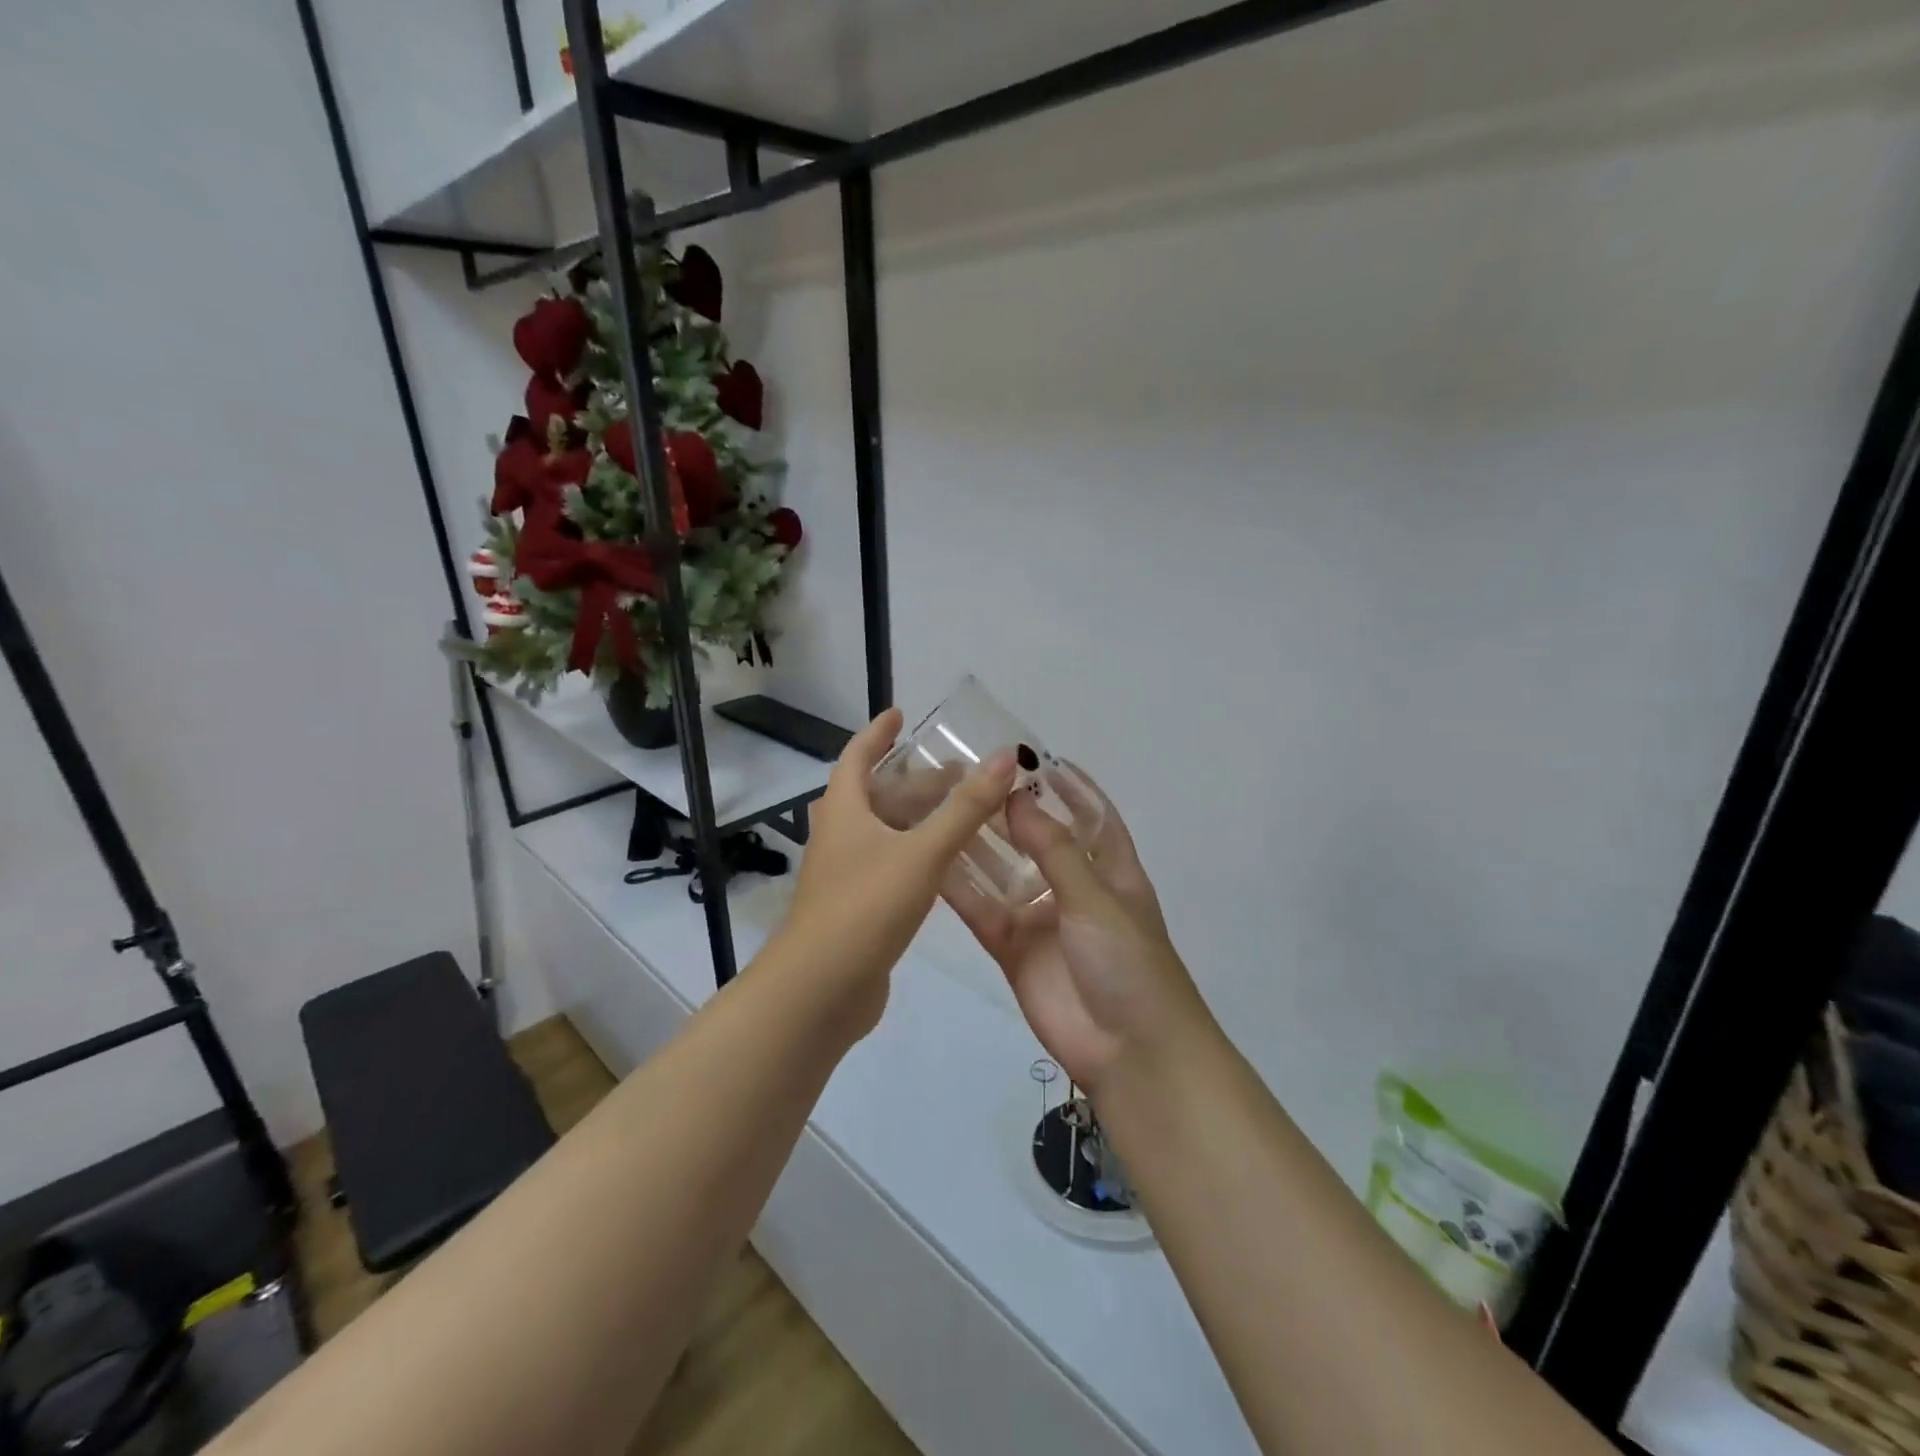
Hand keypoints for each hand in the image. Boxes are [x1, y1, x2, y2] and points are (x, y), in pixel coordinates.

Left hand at [778, 708, 1016, 1033]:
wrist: (819, 990)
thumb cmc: (865, 907)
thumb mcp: (922, 852)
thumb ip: (965, 808)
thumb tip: (1004, 757)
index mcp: (844, 811)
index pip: (857, 756)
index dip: (878, 733)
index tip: (901, 713)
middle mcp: (840, 836)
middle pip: (877, 795)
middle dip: (916, 781)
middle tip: (960, 775)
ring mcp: (846, 874)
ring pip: (886, 833)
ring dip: (919, 819)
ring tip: (963, 814)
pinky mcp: (857, 907)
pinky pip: (891, 866)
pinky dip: (917, 855)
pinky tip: (947, 865)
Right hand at [944, 775, 1209, 1092]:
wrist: (1130, 1052)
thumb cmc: (1129, 962)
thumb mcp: (1095, 898)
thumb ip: (1053, 849)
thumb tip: (1017, 798)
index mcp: (1110, 870)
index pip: (1092, 815)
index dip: (1070, 786)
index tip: (1034, 756)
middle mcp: (1074, 888)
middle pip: (1038, 839)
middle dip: (1010, 811)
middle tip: (967, 778)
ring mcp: (1041, 919)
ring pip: (1003, 873)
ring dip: (978, 845)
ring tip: (940, 809)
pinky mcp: (1013, 949)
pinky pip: (983, 911)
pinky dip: (960, 890)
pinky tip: (930, 863)